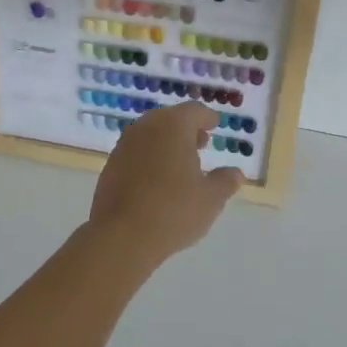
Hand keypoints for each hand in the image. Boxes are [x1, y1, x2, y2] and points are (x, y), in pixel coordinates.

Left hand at [88, 102, 242, 266]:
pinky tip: (158, 179)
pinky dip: (150, 156)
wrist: (122, 235)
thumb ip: (225, 181)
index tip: (214, 125)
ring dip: (167, 142)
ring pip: (150, 134)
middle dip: (186, 129)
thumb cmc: (173, 211)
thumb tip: (236, 173)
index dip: (206, 117)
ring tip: (181, 163)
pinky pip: (136, 151)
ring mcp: (125, 145)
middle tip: (201, 143)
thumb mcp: (210, 199)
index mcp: (173, 126)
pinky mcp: (111, 165)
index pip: (194, 111)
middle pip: (170, 119)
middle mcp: (146, 127)